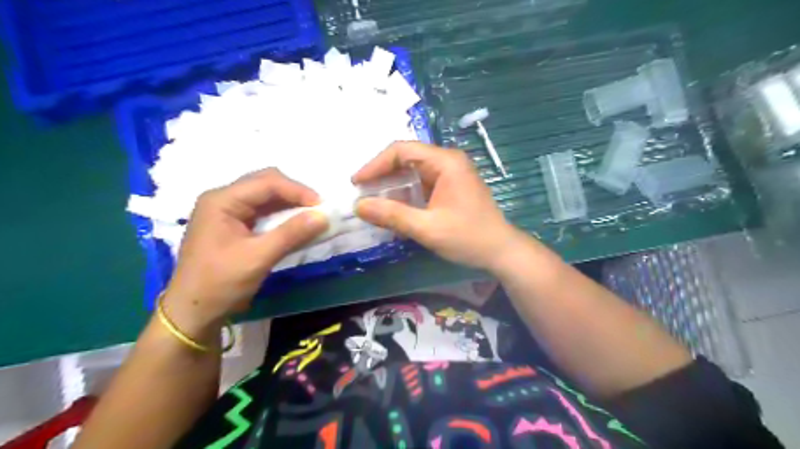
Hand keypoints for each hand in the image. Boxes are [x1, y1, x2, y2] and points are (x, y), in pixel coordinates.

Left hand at [164, 168, 328, 329]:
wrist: (194, 312)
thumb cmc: (221, 283)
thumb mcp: (258, 257)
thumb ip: (291, 233)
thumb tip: (323, 216)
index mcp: (222, 200)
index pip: (267, 182)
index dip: (297, 190)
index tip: (322, 206)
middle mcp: (223, 199)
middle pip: (265, 183)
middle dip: (294, 193)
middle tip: (317, 209)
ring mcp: (227, 212)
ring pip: (265, 196)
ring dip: (289, 203)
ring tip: (311, 216)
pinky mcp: (233, 225)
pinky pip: (262, 211)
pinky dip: (281, 215)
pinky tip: (295, 224)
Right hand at [352, 143, 522, 270]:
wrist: (501, 252)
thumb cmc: (468, 237)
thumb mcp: (427, 228)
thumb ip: (392, 215)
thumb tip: (358, 206)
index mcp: (445, 162)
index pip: (401, 150)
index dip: (375, 165)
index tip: (356, 183)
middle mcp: (447, 161)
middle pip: (406, 159)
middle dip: (382, 175)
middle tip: (362, 193)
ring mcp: (450, 174)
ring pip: (412, 173)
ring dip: (392, 186)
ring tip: (373, 203)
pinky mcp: (450, 188)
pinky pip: (421, 185)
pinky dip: (405, 195)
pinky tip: (394, 210)